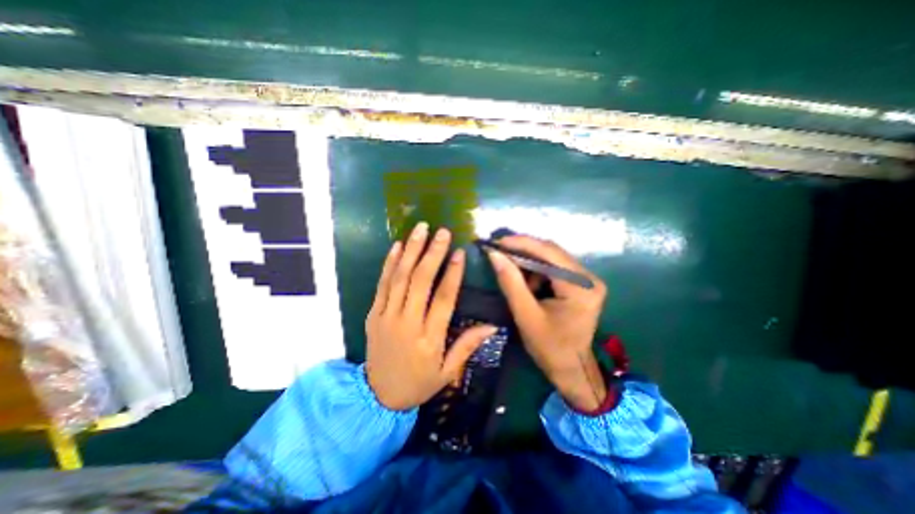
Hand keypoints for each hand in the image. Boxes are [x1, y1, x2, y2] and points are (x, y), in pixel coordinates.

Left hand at [365, 224, 497, 410]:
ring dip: (411, 251)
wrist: (378, 397)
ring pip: (399, 278)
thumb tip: (491, 326)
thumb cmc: (418, 383)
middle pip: (420, 282)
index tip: (459, 252)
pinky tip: (398, 246)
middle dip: (432, 253)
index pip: (443, 299)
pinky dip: (389, 263)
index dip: (452, 274)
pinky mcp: (373, 314)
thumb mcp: (447, 372)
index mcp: (429, 338)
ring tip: (420, 229)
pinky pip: (381, 284)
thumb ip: (467, 346)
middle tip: (441, 232)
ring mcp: (386, 316)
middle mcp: (407, 323)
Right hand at [485, 235, 604, 408]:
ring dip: (529, 262)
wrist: (571, 368)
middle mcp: (589, 278)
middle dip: (523, 250)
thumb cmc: (549, 348)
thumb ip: (511, 282)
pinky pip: (554, 268)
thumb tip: (495, 255)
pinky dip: (536, 271)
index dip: (521, 243)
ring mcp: (587, 280)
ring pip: (552, 259)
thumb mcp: (526, 315)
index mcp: (581, 287)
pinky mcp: (581, 284)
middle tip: (499, 251)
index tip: (497, 242)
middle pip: (552, 253)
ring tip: (511, 270)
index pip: (550, 253)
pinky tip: (525, 282)